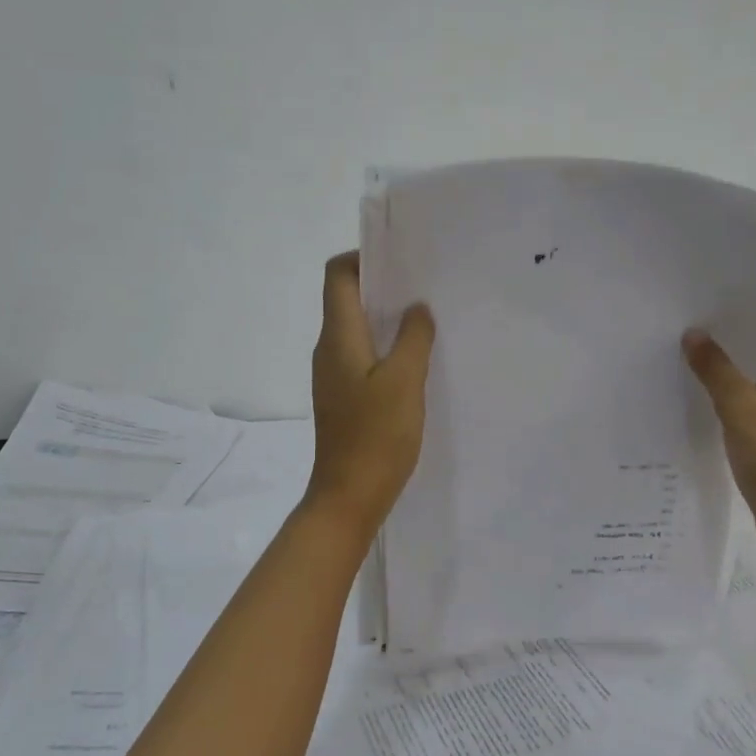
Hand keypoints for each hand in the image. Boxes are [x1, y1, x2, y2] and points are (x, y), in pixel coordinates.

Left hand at [305, 253, 435, 532]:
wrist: (348, 498)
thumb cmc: (376, 437)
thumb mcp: (405, 382)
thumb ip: (414, 338)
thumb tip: (417, 308)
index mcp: (338, 337)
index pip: (337, 275)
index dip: (363, 257)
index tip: (401, 260)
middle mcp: (328, 350)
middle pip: (346, 299)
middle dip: (382, 285)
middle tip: (424, 286)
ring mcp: (333, 376)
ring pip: (357, 329)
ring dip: (387, 318)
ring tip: (426, 319)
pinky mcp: (344, 397)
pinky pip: (362, 356)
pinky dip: (386, 347)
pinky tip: (415, 360)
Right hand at [683, 319, 755, 571]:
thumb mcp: (745, 413)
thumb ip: (717, 372)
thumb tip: (692, 333)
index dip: (750, 298)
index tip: (710, 283)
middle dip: (726, 326)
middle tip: (681, 308)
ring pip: (749, 371)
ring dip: (720, 359)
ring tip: (676, 339)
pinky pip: (743, 398)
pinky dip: (720, 389)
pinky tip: (687, 384)